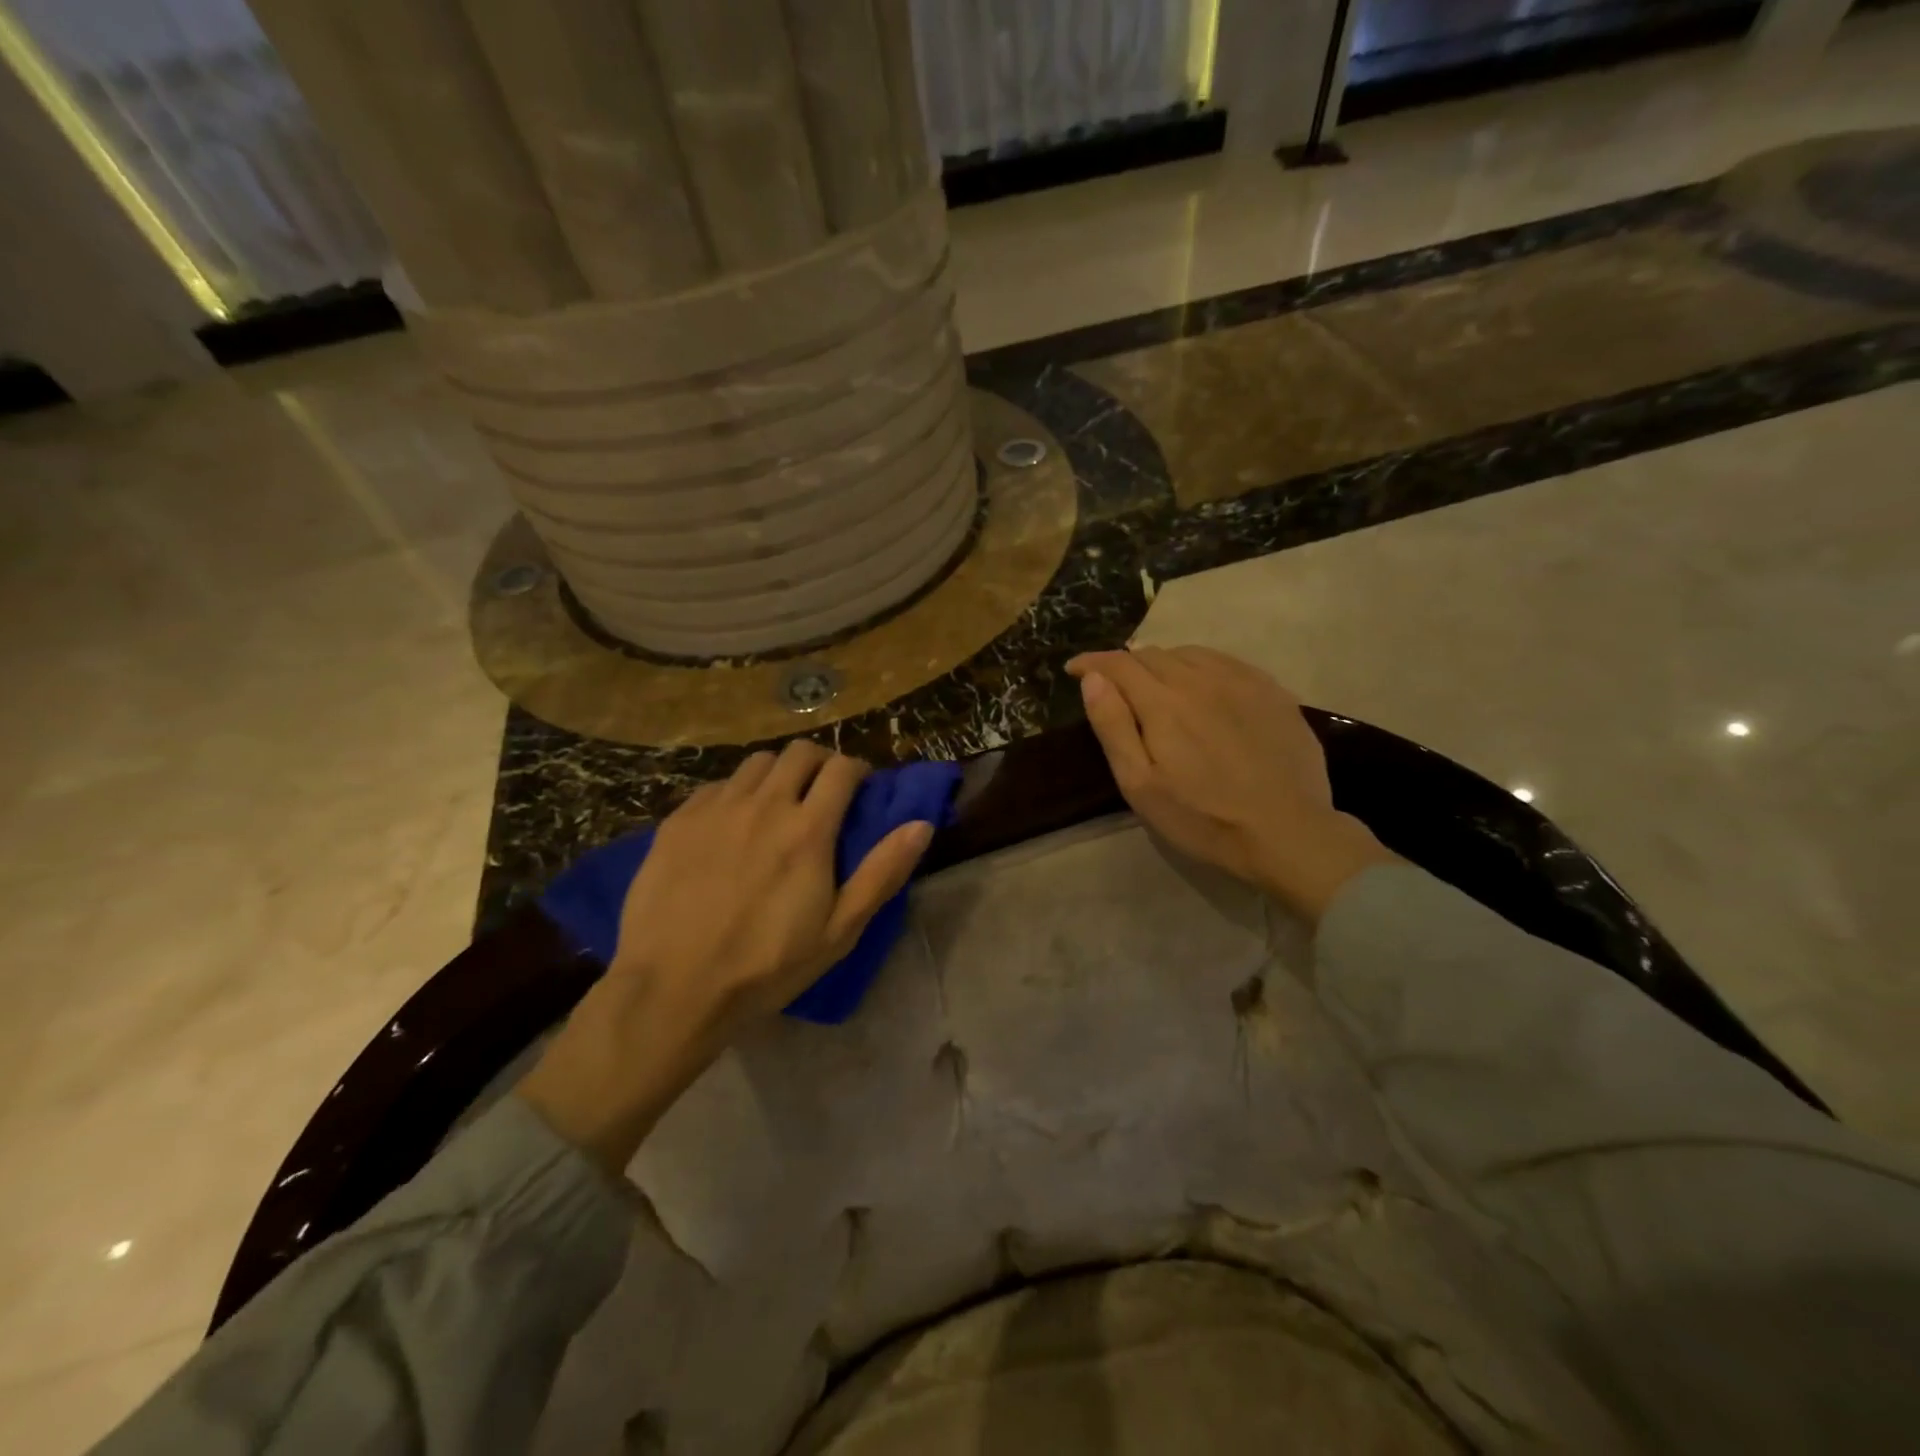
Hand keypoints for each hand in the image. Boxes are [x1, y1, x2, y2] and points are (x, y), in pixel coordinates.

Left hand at [520, 743, 932, 1170]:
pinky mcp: (678, 821)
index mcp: (808, 829)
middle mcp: (764, 804)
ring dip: (778, 773)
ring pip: (756, 763)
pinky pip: (716, 786)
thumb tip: (921, 825)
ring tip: (777, 803)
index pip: (841, 769)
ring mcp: (716, 809)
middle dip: (820, 762)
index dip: (858, 770)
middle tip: (823, 790)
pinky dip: (735, 793)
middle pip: (799, 752)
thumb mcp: (839, 931)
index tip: (861, 787)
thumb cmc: (766, 966)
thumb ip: (883, 873)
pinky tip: (731, 824)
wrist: (672, 988)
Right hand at [1067, 646, 1393, 922]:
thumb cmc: (1202, 818)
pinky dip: (1201, 666)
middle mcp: (1201, 679)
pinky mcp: (1272, 691)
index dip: (1092, 662)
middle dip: (1125, 664)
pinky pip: (1226, 662)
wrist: (1287, 833)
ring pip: (1190, 654)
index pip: (1118, 664)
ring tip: (1155, 684)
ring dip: (1163, 662)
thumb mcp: (1140, 784)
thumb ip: (1113, 727)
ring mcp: (1242, 681)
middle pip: (1153, 654)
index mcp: (1163, 702)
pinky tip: (1203, 687)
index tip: (1073, 668)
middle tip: (1114, 685)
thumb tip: (1093, 679)